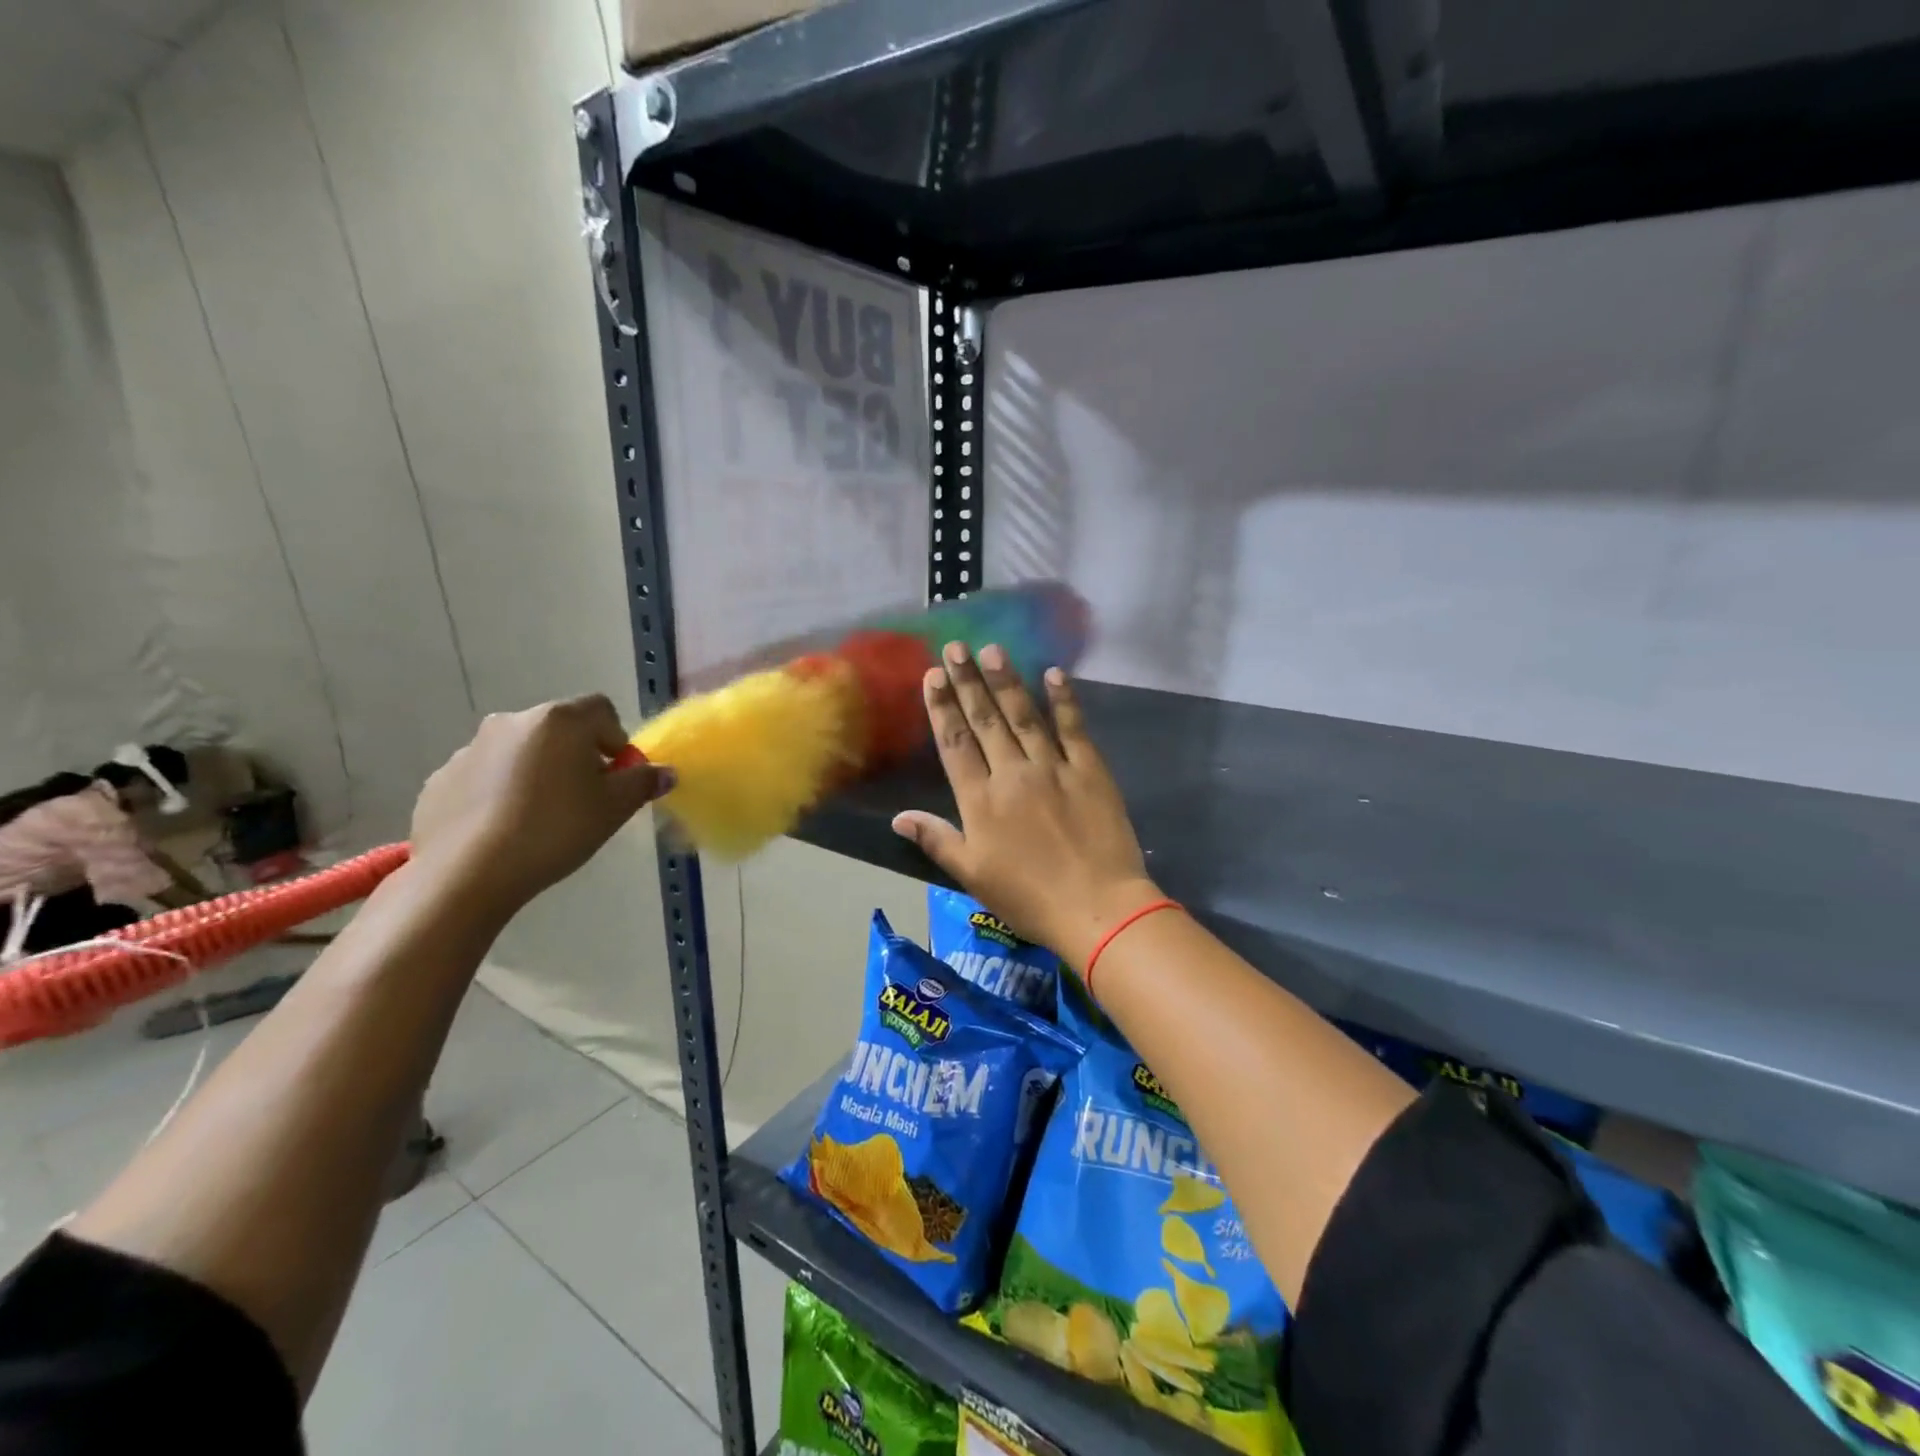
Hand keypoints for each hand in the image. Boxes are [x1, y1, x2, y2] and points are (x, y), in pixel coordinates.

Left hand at [409, 695, 668, 909]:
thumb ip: (643, 783)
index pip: (602, 711)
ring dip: (537, 772)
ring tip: (540, 818)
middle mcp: (513, 721)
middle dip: (577, 756)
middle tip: (583, 799)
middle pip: (560, 729)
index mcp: (560, 721)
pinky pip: (485, 776)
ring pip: (520, 752)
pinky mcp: (441, 779)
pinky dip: (500, 792)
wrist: (467, 873)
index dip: (616, 740)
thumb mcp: (614, 809)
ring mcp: (470, 748)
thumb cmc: (555, 830)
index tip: (614, 777)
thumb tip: (664, 772)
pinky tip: (504, 829)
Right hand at [892, 644, 1160, 969]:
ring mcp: (1053, 767)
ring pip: (1024, 715)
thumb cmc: (1029, 898)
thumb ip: (936, 840)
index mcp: (981, 800)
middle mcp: (1012, 774)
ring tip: (992, 649)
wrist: (1097, 908)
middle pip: (985, 720)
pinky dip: (1063, 699)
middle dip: (968, 682)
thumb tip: (897, 817)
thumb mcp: (973, 875)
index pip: (955, 744)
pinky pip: (1073, 727)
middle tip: (955, 648)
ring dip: (1007, 680)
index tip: (932, 676)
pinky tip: (1053, 673)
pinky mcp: (1090, 769)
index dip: (941, 708)